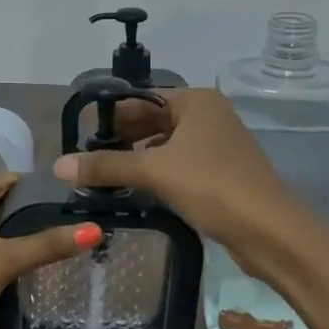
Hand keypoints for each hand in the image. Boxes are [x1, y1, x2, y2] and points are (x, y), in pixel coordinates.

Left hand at [0, 175, 97, 328]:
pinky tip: (42, 256)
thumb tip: (95, 230)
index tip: (64, 184)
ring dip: (20, 234)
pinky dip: (12, 255)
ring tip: (64, 227)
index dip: (25, 184)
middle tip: (71, 206)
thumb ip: (47, 244)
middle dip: (26, 210)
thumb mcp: (1, 261)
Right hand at [51, 88, 305, 278]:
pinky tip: (133, 190)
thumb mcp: (156, 172)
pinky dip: (155, 173)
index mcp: (197, 101)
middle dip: (121, 137)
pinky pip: (178, 164)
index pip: (142, 97)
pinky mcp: (219, 173)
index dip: (110, 114)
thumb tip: (58, 166)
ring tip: (102, 175)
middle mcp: (209, 115)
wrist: (270, 231)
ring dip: (136, 157)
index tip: (79, 134)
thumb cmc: (213, 187)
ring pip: (165, 144)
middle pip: (153, 119)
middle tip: (85, 158)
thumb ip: (107, 167)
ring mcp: (217, 145)